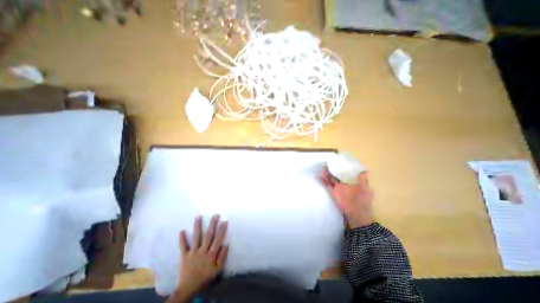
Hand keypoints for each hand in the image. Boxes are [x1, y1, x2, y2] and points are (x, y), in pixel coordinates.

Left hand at [171, 214, 228, 301]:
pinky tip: (181, 230)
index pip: (218, 239)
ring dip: (197, 227)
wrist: (188, 289)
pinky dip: (182, 239)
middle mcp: (202, 251)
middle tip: (215, 215)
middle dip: (212, 224)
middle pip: (208, 235)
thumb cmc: (205, 278)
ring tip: (198, 216)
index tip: (224, 221)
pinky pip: (183, 246)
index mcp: (211, 255)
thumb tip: (226, 244)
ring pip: (196, 237)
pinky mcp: (184, 256)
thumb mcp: (217, 270)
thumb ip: (222, 257)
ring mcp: (193, 252)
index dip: (221, 230)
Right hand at [317, 168, 373, 226]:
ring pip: (331, 178)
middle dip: (332, 169)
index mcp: (351, 182)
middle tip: (328, 163)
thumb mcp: (366, 190)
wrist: (357, 214)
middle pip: (336, 174)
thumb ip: (363, 181)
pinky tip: (320, 176)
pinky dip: (323, 181)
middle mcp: (343, 183)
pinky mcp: (333, 192)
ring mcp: (338, 188)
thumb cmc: (363, 201)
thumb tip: (364, 170)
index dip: (341, 167)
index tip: (338, 161)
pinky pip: (327, 185)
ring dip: (327, 174)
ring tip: (323, 168)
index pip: (345, 172)